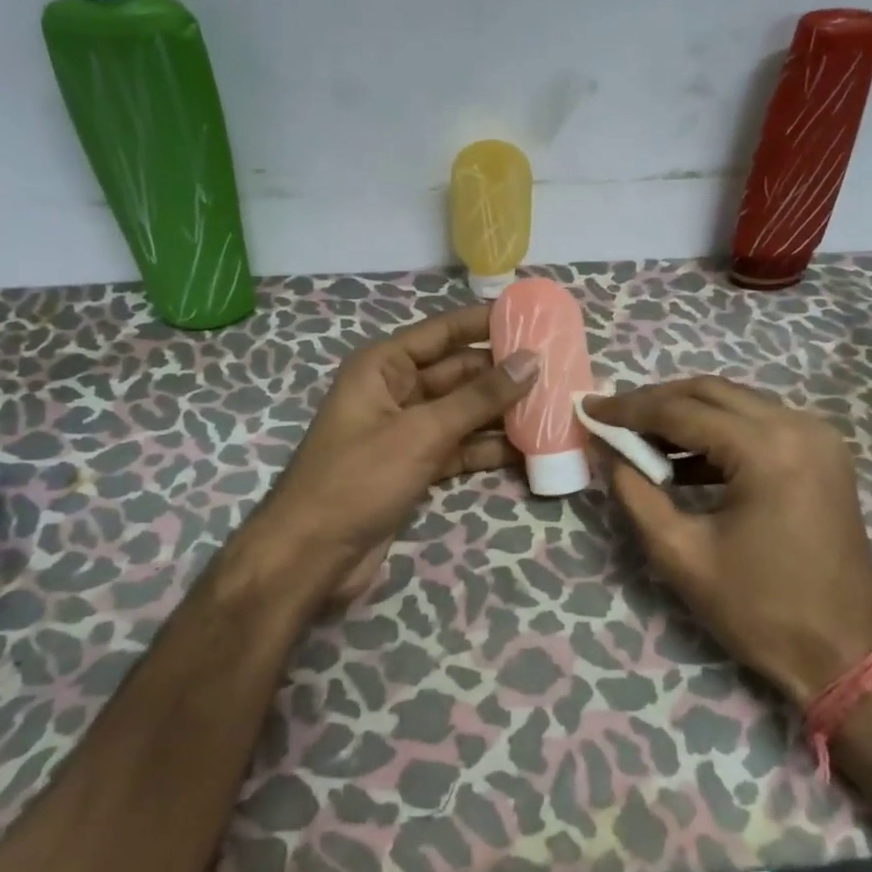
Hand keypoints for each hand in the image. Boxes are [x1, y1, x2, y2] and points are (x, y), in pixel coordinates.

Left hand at [252, 303, 538, 604]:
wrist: (313, 554)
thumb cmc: (359, 478)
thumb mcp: (422, 432)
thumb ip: (479, 398)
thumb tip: (530, 361)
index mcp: (384, 367)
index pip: (442, 332)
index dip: (485, 322)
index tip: (533, 317)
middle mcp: (395, 392)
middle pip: (458, 373)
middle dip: (502, 373)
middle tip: (558, 368)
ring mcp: (405, 432)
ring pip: (462, 413)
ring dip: (501, 413)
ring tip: (554, 406)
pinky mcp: (414, 467)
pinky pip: (458, 447)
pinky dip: (487, 448)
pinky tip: (528, 447)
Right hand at [585, 377, 871, 707]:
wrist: (845, 654)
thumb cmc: (759, 610)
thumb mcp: (681, 554)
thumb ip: (635, 492)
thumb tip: (604, 449)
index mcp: (766, 449)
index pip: (681, 411)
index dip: (628, 409)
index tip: (588, 407)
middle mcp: (798, 426)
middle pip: (710, 393)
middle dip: (655, 401)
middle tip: (612, 417)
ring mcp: (818, 438)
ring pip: (736, 403)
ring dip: (686, 414)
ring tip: (639, 437)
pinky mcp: (823, 455)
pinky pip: (759, 425)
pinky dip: (718, 433)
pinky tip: (683, 460)